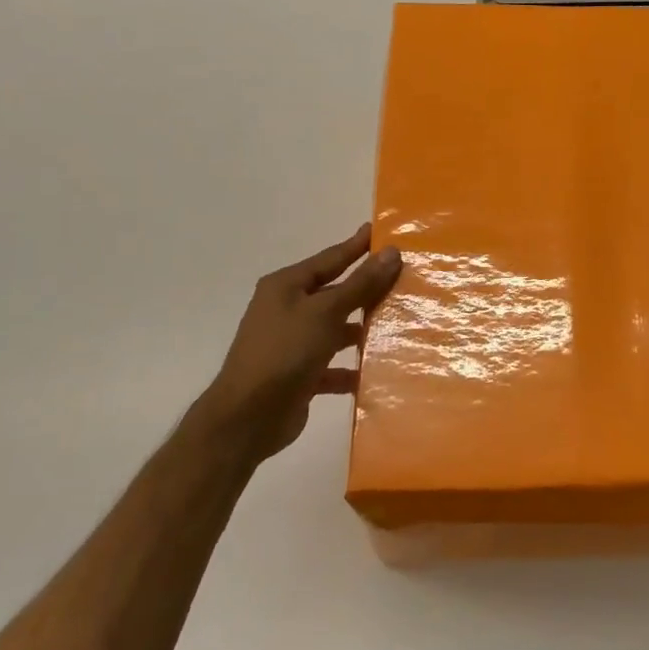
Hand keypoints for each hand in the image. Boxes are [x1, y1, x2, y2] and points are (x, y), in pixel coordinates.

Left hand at [198, 225, 401, 458]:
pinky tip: (375, 371)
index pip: (330, 258)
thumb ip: (360, 284)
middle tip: (401, 277)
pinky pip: (331, 365)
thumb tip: (390, 252)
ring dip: (360, 329)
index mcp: (286, 286)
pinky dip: (350, 368)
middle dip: (365, 288)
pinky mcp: (298, 375)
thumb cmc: (285, 352)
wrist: (247, 418)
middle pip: (334, 293)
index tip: (379, 231)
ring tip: (396, 325)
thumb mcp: (326, 312)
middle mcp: (286, 309)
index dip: (356, 246)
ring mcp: (291, 343)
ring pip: (334, 329)